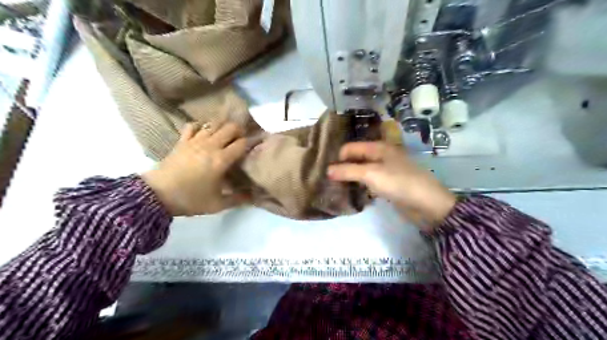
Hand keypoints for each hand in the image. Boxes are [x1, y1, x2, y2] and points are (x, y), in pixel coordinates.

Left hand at [143, 124, 248, 215]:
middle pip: (230, 127)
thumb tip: (254, 196)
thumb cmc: (190, 199)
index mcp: (221, 160)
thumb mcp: (217, 204)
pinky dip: (200, 127)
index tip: (254, 147)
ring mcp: (195, 141)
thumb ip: (238, 199)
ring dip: (222, 127)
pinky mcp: (182, 141)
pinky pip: (192, 126)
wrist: (157, 195)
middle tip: (241, 139)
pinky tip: (203, 133)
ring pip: (213, 124)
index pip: (242, 143)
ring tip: (226, 135)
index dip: (250, 143)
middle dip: (239, 130)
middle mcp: (210, 146)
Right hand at [327, 141, 454, 230]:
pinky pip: (369, 181)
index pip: (350, 148)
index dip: (338, 158)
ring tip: (336, 187)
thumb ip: (348, 171)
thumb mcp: (371, 174)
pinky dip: (360, 185)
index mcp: (378, 147)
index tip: (326, 172)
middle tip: (328, 180)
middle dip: (342, 167)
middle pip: (355, 158)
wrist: (428, 205)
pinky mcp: (388, 184)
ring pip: (362, 170)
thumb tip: (327, 170)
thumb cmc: (399, 183)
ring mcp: (385, 170)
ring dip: (350, 177)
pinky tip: (352, 193)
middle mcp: (381, 156)